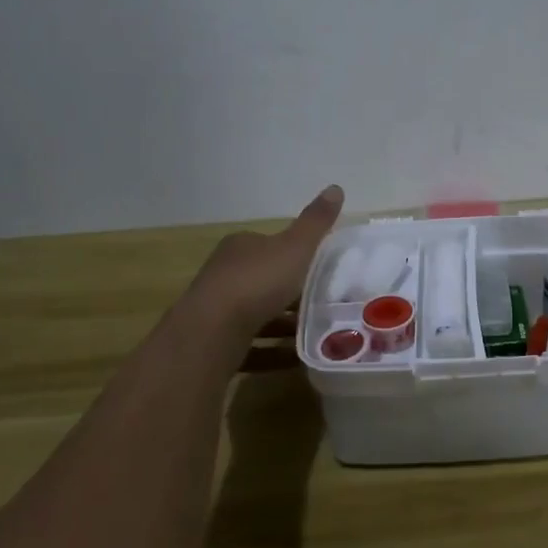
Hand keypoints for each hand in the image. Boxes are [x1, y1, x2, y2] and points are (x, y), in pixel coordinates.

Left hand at [182, 184, 344, 346]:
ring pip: (256, 314)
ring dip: (283, 324)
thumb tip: (336, 187)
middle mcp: (224, 273)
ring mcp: (216, 309)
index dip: (296, 255)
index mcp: (242, 246)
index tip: (320, 270)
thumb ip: (316, 222)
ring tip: (316, 334)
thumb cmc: (257, 282)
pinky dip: (273, 351)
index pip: (271, 245)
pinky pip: (250, 345)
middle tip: (324, 304)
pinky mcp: (214, 342)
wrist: (211, 333)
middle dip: (291, 292)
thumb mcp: (296, 247)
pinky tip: (296, 359)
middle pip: (263, 280)